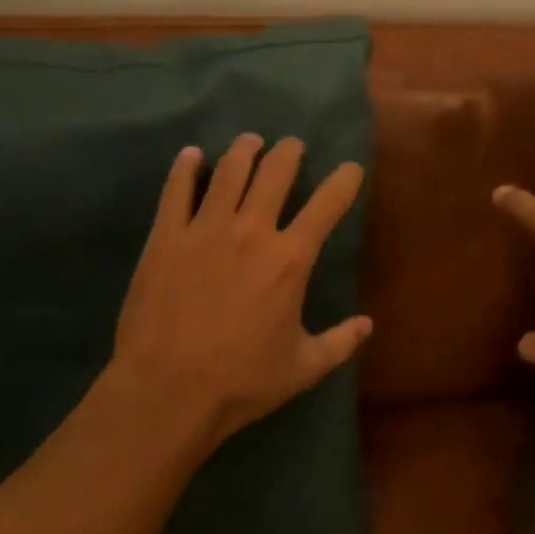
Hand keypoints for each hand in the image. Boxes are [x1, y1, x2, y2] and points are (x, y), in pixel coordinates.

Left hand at [96, 133, 370, 447]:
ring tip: (250, 141)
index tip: (350, 168)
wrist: (168, 391)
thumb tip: (368, 325)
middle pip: (275, 173)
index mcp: (291, 259)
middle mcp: (252, 231)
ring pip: (229, 171)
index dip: (344, 180)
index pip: (328, 204)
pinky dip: (186, 168)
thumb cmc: (242, 381)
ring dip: (244, 150)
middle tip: (292, 145)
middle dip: (289, 152)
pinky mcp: (166, 237)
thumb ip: (340, 342)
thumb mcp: (303, 367)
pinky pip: (177, 190)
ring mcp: (205, 229)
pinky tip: (191, 155)